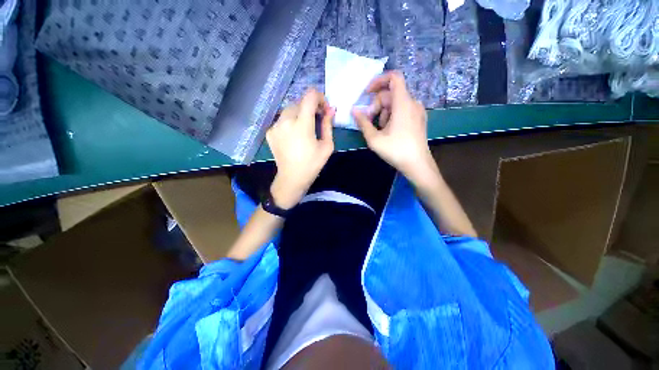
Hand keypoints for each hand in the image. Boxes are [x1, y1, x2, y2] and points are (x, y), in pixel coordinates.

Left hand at [267, 89, 334, 209]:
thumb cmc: (312, 164)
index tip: (324, 108)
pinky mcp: (270, 132)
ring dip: (299, 113)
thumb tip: (331, 110)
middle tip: (317, 119)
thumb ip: (328, 125)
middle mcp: (286, 121)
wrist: (292, 178)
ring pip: (289, 110)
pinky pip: (282, 120)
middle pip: (299, 102)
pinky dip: (290, 122)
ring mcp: (275, 126)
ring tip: (305, 127)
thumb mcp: (327, 146)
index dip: (319, 97)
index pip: (309, 96)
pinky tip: (294, 135)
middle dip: (310, 106)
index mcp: (302, 125)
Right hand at [352, 71, 434, 182]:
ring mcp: (417, 111)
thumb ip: (363, 123)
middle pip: (390, 94)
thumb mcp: (374, 139)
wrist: (417, 164)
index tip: (366, 93)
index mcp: (403, 103)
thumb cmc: (396, 151)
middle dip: (376, 105)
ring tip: (379, 130)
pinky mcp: (418, 118)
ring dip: (383, 113)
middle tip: (368, 122)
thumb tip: (354, 111)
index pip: (394, 77)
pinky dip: (392, 116)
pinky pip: (402, 110)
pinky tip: (389, 131)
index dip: (378, 81)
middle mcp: (412, 103)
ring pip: (395, 103)